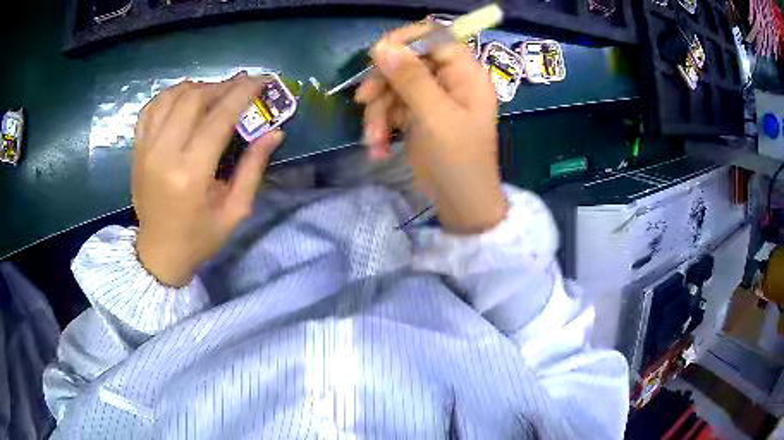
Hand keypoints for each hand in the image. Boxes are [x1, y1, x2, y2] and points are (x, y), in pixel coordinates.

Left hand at [133, 74, 283, 286]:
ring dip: (196, 87)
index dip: (242, 93)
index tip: (260, 79)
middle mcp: (163, 154)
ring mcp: (145, 149)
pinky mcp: (137, 150)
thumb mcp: (235, 210)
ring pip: (170, 97)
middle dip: (221, 86)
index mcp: (190, 173)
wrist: (159, 253)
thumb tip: (275, 133)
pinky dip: (169, 96)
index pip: (219, 117)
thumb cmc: (199, 237)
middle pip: (193, 99)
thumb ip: (254, 168)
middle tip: (239, 87)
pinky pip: (150, 109)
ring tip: (213, 93)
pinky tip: (183, 99)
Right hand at [355, 24, 506, 232]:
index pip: (434, 38)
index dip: (405, 41)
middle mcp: (449, 80)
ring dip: (377, 112)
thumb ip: (410, 78)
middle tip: (364, 101)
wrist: (459, 203)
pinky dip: (381, 125)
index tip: (377, 54)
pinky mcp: (417, 115)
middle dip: (383, 84)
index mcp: (465, 74)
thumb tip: (382, 45)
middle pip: (407, 61)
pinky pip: (392, 107)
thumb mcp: (434, 116)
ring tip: (374, 139)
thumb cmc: (458, 160)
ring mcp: (432, 98)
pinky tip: (378, 147)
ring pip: (393, 86)